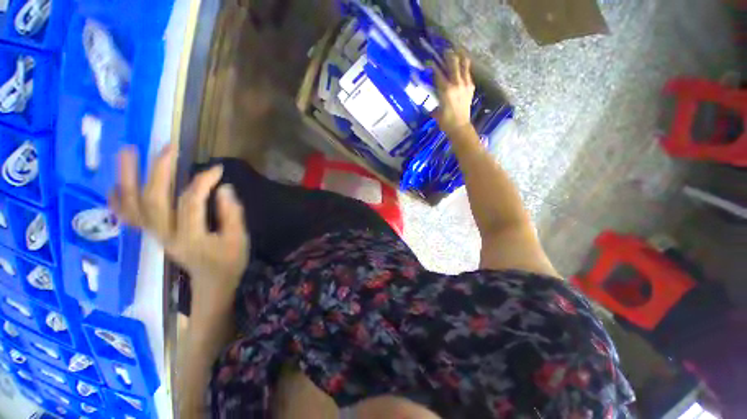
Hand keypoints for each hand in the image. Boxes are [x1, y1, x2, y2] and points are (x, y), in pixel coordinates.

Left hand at [109, 144, 249, 304]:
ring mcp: (155, 235)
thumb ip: (232, 215)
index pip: (191, 202)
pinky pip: (129, 218)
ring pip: (133, 206)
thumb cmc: (229, 261)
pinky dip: (118, 200)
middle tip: (167, 148)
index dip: (202, 182)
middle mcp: (165, 235)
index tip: (217, 168)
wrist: (212, 283)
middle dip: (158, 170)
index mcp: (190, 237)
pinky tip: (115, 185)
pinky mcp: (153, 235)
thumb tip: (223, 188)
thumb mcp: (238, 240)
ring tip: (127, 151)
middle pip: (153, 200)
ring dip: (127, 178)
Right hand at [433, 51, 475, 135]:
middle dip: (448, 55)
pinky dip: (465, 67)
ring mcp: (465, 84)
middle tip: (445, 51)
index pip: (438, 73)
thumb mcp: (436, 110)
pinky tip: (462, 66)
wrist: (459, 126)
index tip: (429, 61)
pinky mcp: (471, 87)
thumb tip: (431, 94)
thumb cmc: (445, 121)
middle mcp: (456, 83)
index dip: (432, 65)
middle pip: (453, 63)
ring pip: (464, 64)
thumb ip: (434, 99)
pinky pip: (468, 73)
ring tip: (457, 51)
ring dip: (460, 56)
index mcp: (445, 90)